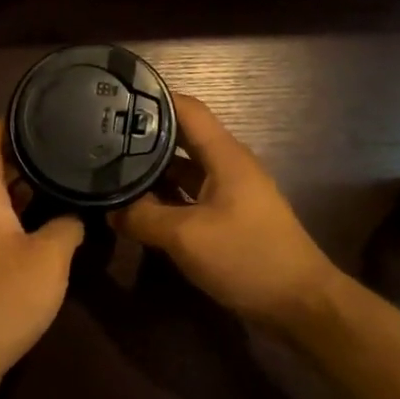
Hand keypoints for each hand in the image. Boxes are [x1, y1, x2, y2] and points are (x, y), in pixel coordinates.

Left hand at [0, 122, 84, 386]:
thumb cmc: (4, 296)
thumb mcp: (49, 257)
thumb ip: (67, 226)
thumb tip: (76, 214)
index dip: (4, 123)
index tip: (34, 108)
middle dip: (24, 155)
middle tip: (63, 141)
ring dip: (26, 187)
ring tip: (64, 175)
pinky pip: (2, 227)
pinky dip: (25, 216)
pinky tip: (53, 224)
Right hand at [109, 94, 340, 331]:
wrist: (299, 304)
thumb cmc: (247, 257)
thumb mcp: (186, 237)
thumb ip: (143, 218)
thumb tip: (110, 209)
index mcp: (225, 156)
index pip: (187, 109)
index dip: (153, 96)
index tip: (116, 95)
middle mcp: (227, 167)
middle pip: (181, 138)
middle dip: (144, 135)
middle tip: (100, 135)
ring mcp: (229, 194)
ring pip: (183, 170)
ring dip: (151, 169)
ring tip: (109, 166)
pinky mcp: (228, 219)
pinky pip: (189, 197)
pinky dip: (164, 197)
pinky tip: (136, 206)